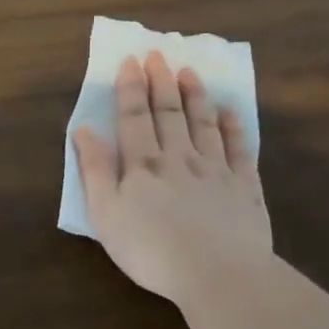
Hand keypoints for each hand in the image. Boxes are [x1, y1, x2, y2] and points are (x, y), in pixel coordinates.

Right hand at [71, 51, 272, 305]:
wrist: (217, 274)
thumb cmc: (151, 250)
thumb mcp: (106, 214)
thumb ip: (94, 170)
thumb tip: (83, 130)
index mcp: (142, 164)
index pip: (134, 116)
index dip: (130, 87)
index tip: (131, 61)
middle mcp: (179, 157)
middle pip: (169, 112)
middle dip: (161, 81)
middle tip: (159, 54)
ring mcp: (215, 169)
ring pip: (203, 123)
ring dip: (195, 95)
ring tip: (189, 71)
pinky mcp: (245, 186)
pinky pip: (239, 148)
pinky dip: (233, 127)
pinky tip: (229, 112)